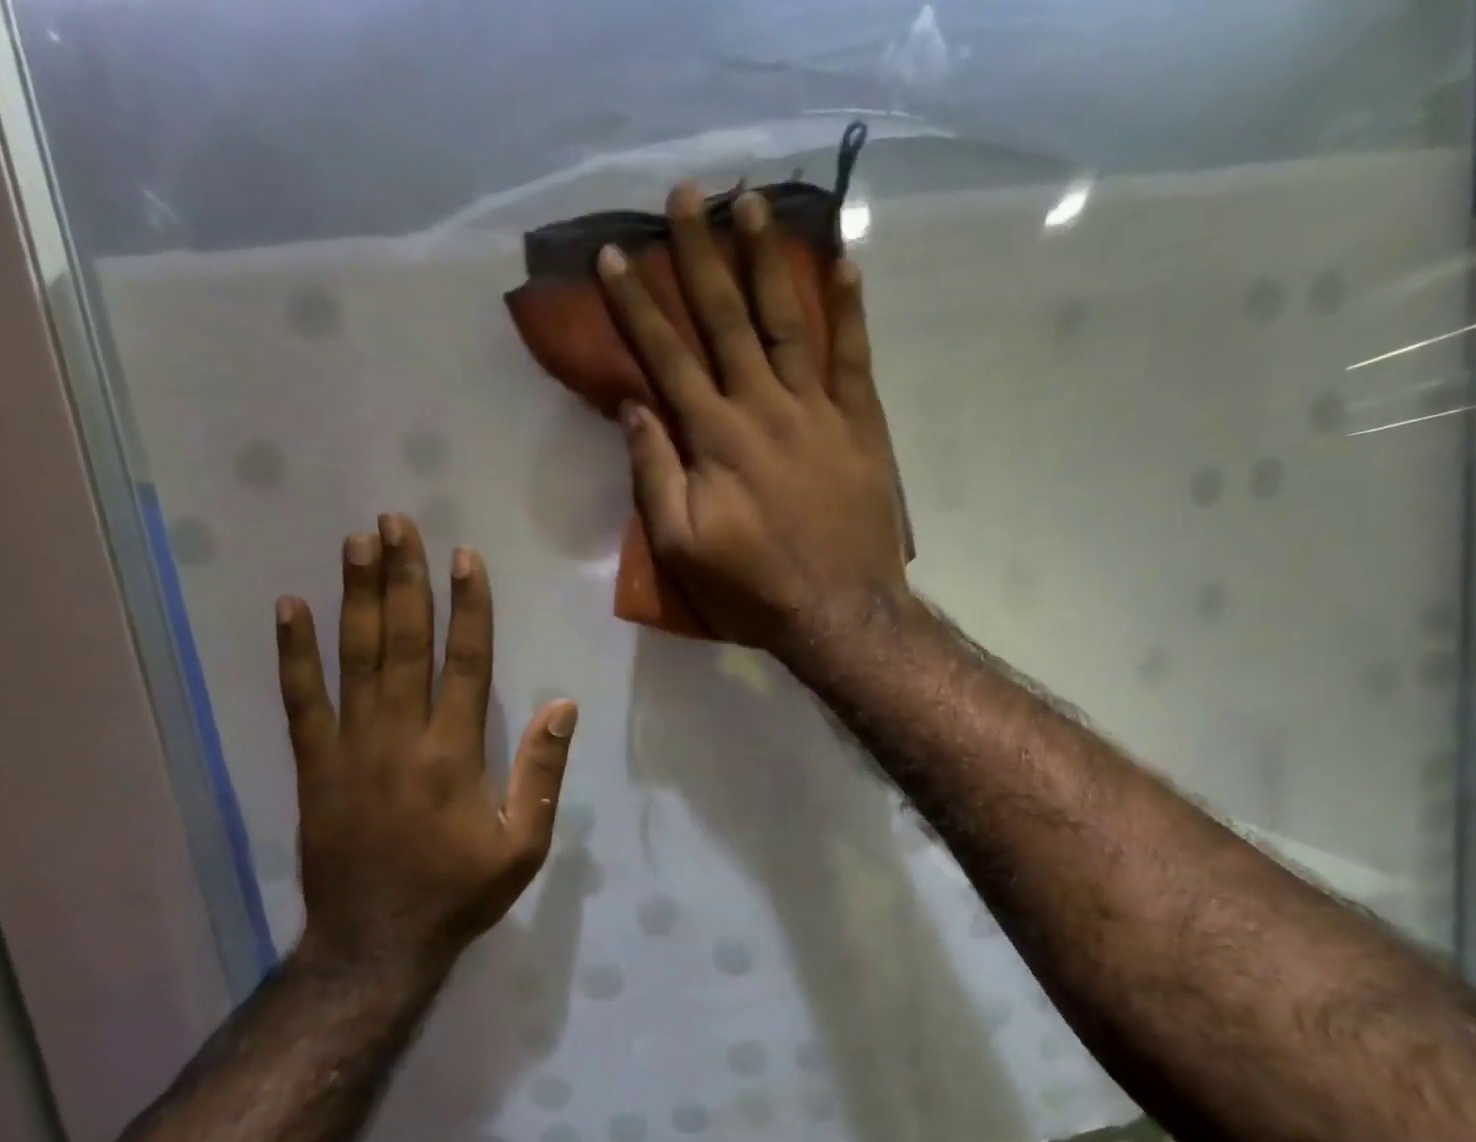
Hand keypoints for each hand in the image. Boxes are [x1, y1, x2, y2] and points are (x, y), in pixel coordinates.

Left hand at [275, 516, 577, 968]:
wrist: (377, 942)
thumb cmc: (460, 893)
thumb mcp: (525, 845)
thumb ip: (542, 774)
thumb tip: (562, 707)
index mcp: (456, 754)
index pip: (466, 663)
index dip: (468, 607)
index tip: (466, 559)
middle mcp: (401, 737)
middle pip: (404, 643)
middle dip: (405, 579)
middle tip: (398, 523)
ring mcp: (350, 749)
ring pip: (355, 659)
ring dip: (357, 597)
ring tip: (357, 543)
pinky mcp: (313, 767)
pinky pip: (300, 701)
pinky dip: (294, 653)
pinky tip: (291, 608)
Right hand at [598, 186, 910, 653]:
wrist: (839, 612)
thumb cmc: (754, 588)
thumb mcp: (683, 547)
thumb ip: (654, 475)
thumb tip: (634, 407)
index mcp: (716, 437)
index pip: (667, 356)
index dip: (637, 305)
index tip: (613, 255)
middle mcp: (764, 406)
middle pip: (726, 318)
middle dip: (700, 255)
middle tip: (687, 194)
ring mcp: (819, 411)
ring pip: (788, 321)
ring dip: (767, 260)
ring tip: (753, 203)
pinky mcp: (861, 426)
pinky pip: (855, 356)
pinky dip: (851, 309)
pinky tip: (845, 264)